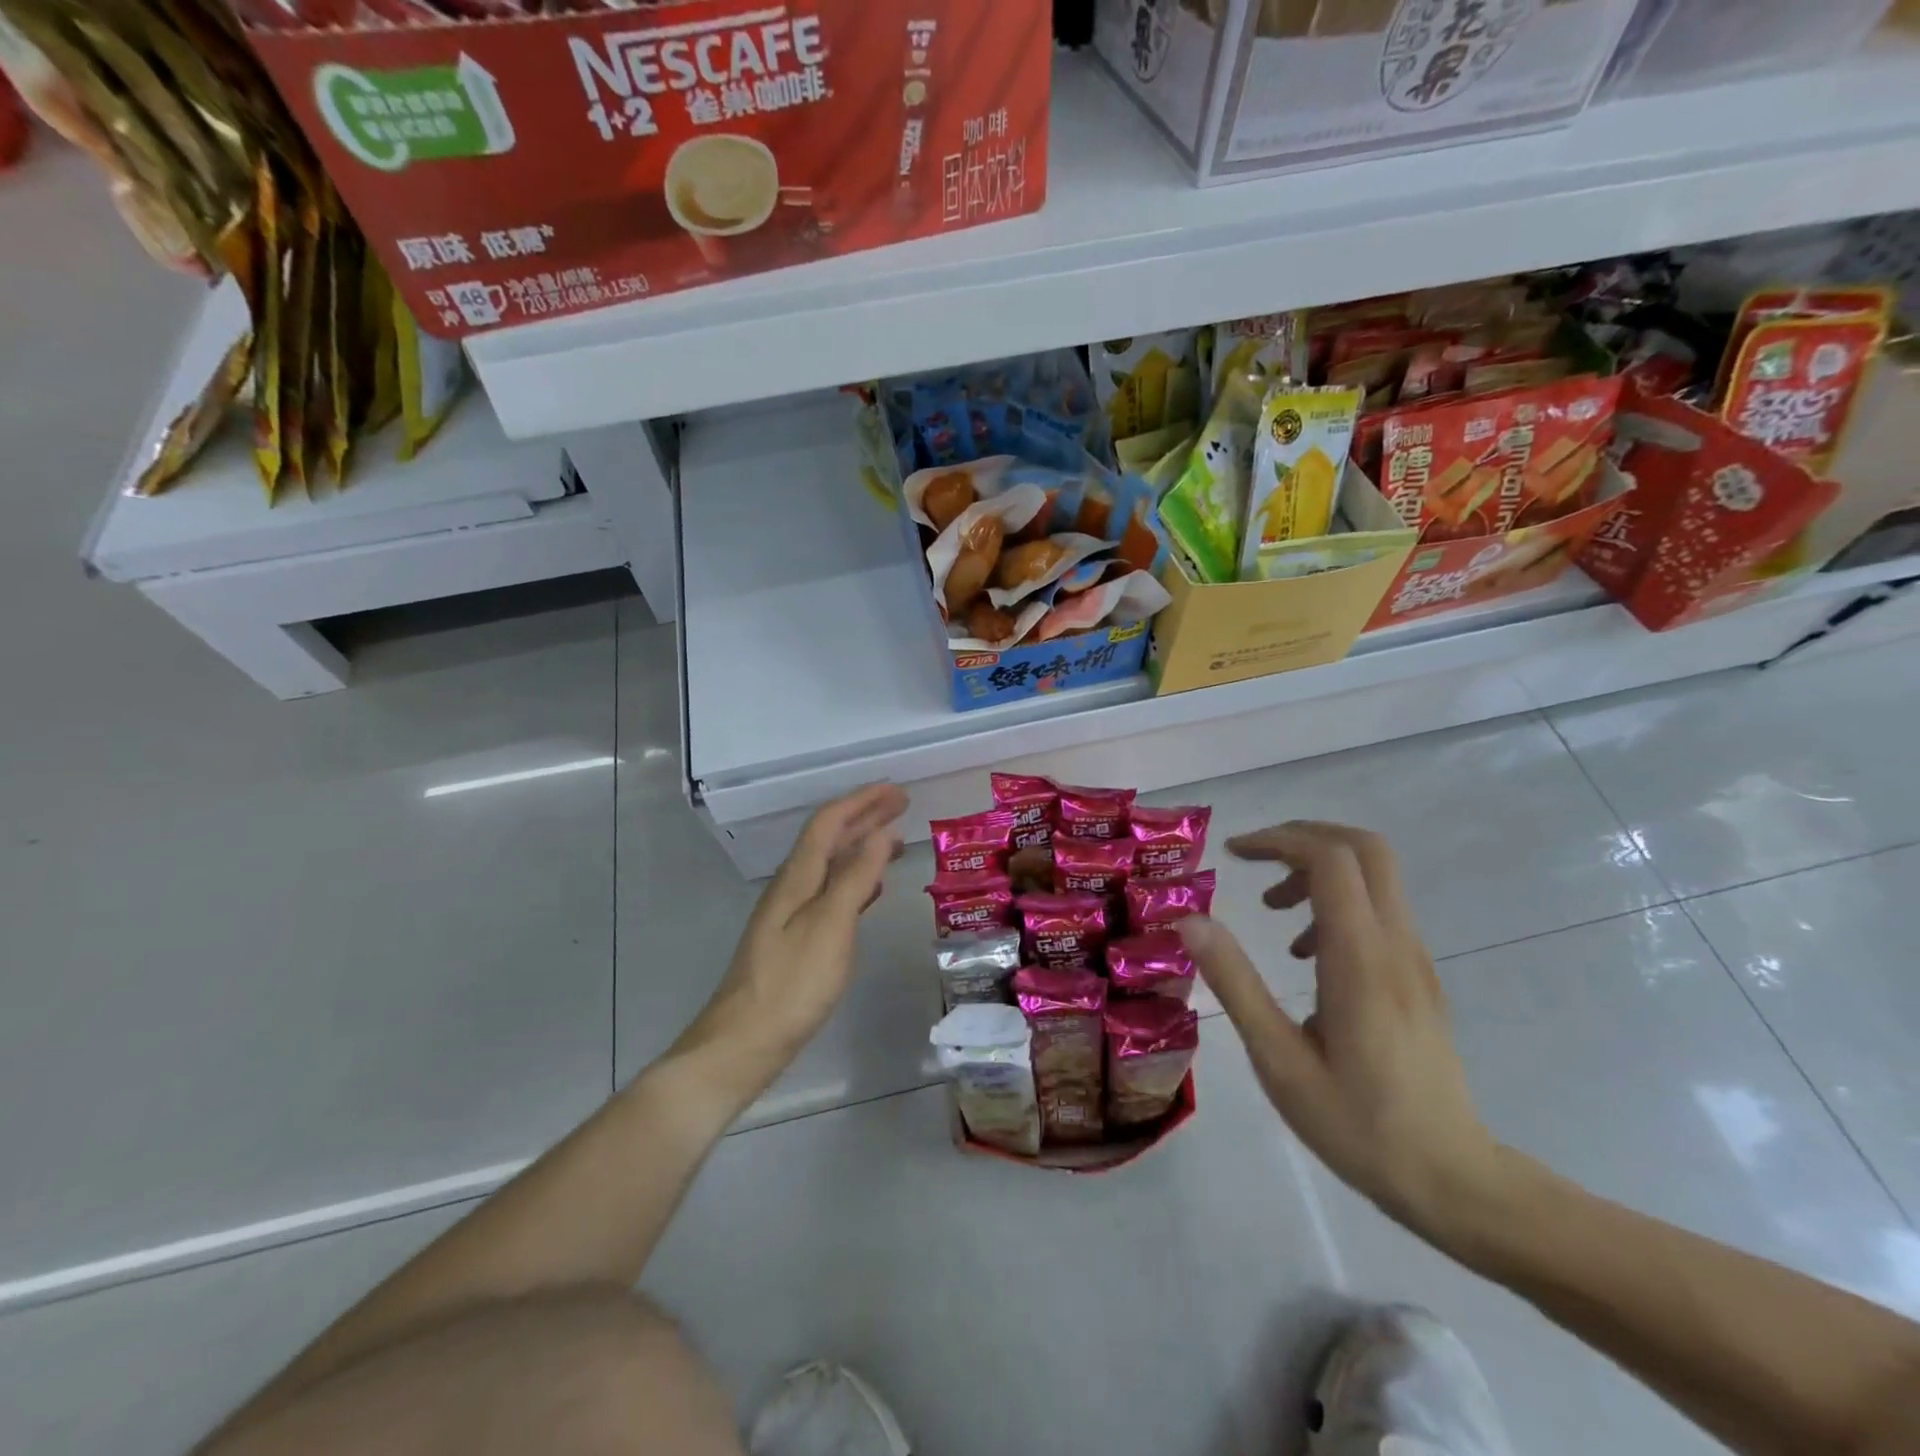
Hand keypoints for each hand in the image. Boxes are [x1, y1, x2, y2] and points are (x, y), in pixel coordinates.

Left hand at [676, 784, 908, 1085]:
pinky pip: (832, 892)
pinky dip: (856, 880)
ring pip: (832, 864)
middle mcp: (792, 886)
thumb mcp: (830, 925)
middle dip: (865, 816)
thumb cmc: (792, 982)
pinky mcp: (797, 938)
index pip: (830, 821)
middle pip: (829, 838)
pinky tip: (871, 891)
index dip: (863, 801)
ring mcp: (792, 913)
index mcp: (797, 876)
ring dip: (862, 846)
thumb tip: (882, 832)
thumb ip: (857, 877)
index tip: (898, 790)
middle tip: (902, 805)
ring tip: (895, 841)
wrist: (744, 1041)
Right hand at [1177, 822, 1504, 1243]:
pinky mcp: (1419, 977)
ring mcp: (1416, 960)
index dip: (1278, 840)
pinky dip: (1335, 901)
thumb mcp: (1278, 1060)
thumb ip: (1235, 983)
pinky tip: (1304, 953)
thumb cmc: (1357, 1126)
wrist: (1455, 1182)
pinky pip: (1379, 909)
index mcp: (1361, 960)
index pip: (1330, 860)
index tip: (1232, 854)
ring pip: (1375, 875)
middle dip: (1304, 837)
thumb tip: (1190, 921)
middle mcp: (1396, 945)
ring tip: (1271, 908)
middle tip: (1255, 860)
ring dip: (1318, 869)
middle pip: (1365, 848)